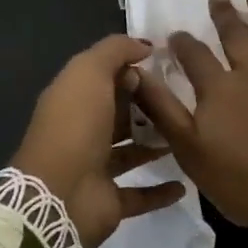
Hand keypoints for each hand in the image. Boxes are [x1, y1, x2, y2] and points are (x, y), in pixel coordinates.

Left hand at [12, 34, 186, 247]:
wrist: (59, 194)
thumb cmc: (75, 125)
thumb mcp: (90, 71)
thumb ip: (115, 51)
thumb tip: (144, 46)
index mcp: (74, 98)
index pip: (107, 78)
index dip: (133, 70)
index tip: (168, 67)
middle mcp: (83, 131)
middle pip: (120, 113)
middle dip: (149, 106)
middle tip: (186, 99)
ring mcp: (95, 167)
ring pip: (131, 151)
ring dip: (157, 144)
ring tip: (189, 134)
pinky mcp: (109, 201)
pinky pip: (140, 194)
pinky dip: (161, 190)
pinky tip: (184, 182)